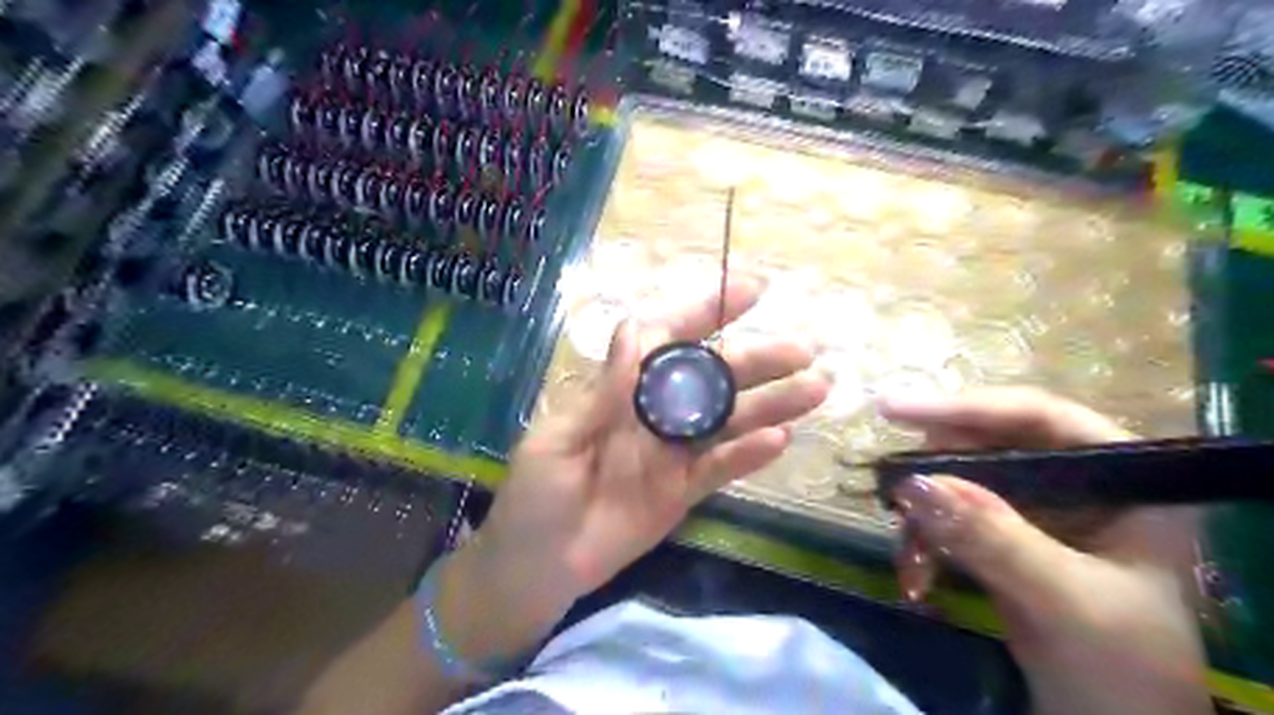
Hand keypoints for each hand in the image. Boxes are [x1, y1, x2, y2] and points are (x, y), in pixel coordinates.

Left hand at [463, 274, 833, 631]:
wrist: (538, 567)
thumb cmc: (535, 497)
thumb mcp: (559, 439)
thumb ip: (605, 392)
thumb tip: (636, 329)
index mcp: (621, 391)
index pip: (668, 340)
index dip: (706, 313)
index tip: (751, 291)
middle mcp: (655, 413)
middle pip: (712, 378)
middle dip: (757, 359)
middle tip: (804, 349)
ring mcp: (674, 452)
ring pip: (729, 420)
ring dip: (771, 403)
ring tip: (816, 387)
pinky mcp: (685, 491)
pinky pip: (722, 468)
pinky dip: (750, 454)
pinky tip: (781, 438)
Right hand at [883, 387, 1205, 714]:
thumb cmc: (1122, 665)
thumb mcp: (1064, 597)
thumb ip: (993, 537)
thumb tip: (913, 483)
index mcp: (1119, 478)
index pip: (1037, 417)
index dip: (964, 407)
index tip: (894, 410)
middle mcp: (1076, 482)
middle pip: (987, 444)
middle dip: (935, 472)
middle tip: (892, 489)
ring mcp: (1036, 511)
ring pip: (958, 482)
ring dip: (924, 519)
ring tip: (910, 561)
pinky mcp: (1003, 539)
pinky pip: (948, 520)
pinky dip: (925, 543)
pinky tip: (917, 578)